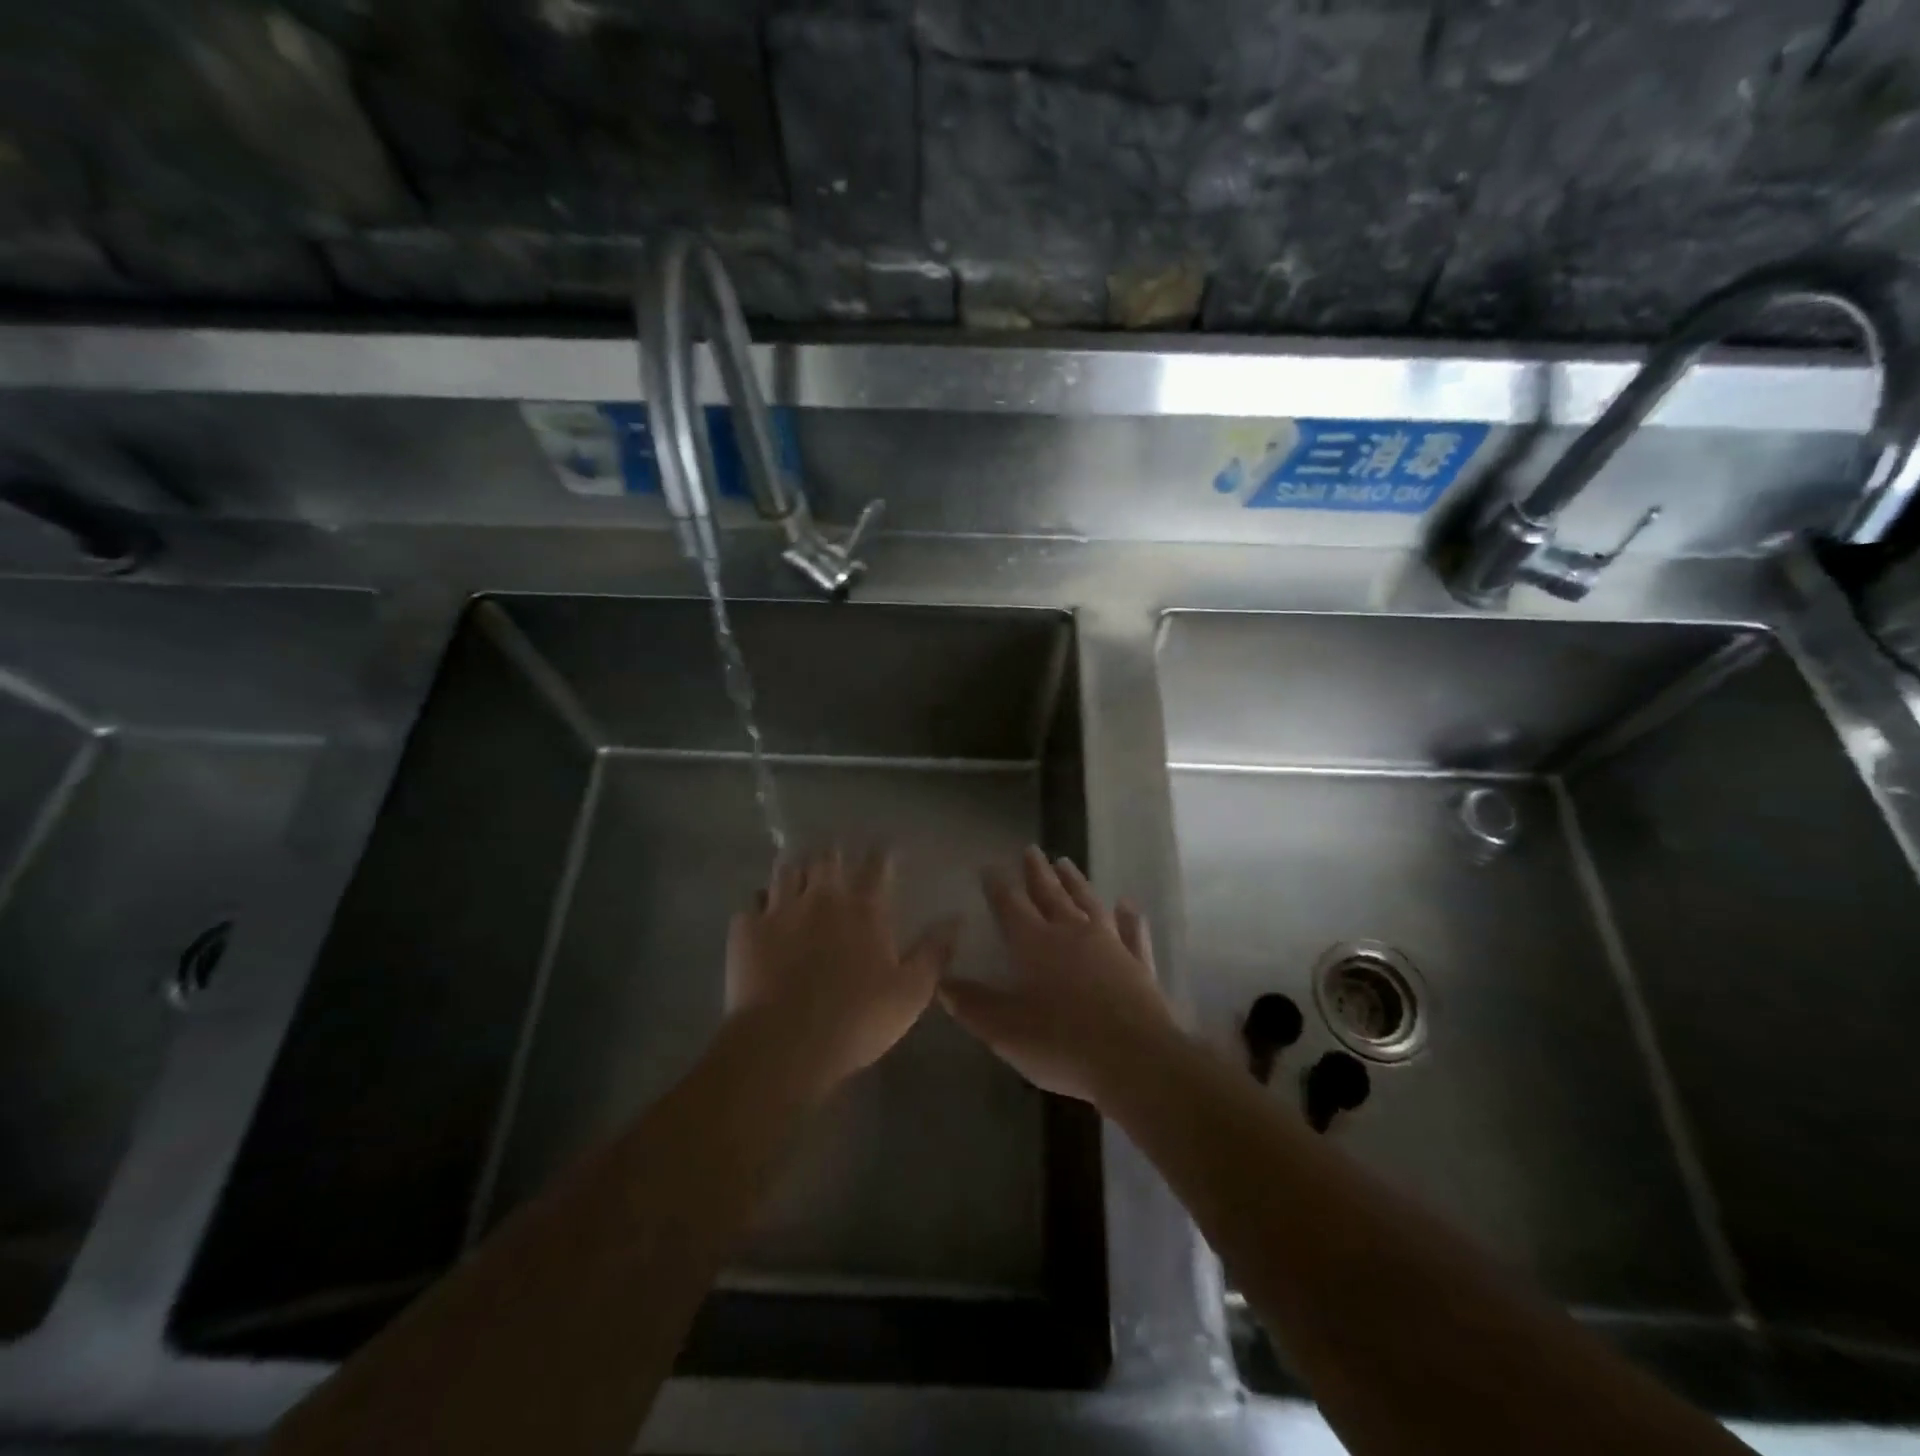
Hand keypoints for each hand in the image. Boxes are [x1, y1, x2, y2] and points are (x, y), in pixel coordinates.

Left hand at [726, 846, 958, 1098]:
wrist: (783, 1045)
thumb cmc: (857, 1019)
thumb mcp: (911, 992)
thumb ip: (934, 952)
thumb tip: (957, 918)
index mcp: (864, 908)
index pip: (876, 864)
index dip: (882, 853)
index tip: (885, 850)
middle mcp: (821, 897)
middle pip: (827, 857)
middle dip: (834, 854)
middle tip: (838, 860)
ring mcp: (780, 909)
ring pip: (787, 869)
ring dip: (797, 869)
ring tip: (801, 875)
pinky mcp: (746, 930)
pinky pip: (752, 902)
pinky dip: (761, 903)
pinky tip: (763, 912)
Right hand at [940, 846, 1179, 1106]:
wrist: (1137, 1061)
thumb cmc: (1063, 1044)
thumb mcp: (1005, 1031)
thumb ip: (974, 1004)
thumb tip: (943, 982)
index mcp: (1036, 944)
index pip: (1012, 906)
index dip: (998, 886)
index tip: (990, 867)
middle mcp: (1073, 934)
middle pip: (1052, 895)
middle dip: (1038, 872)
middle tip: (1032, 849)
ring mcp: (1111, 945)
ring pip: (1090, 904)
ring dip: (1076, 883)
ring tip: (1066, 863)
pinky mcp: (1139, 965)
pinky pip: (1132, 933)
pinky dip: (1128, 917)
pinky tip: (1127, 904)